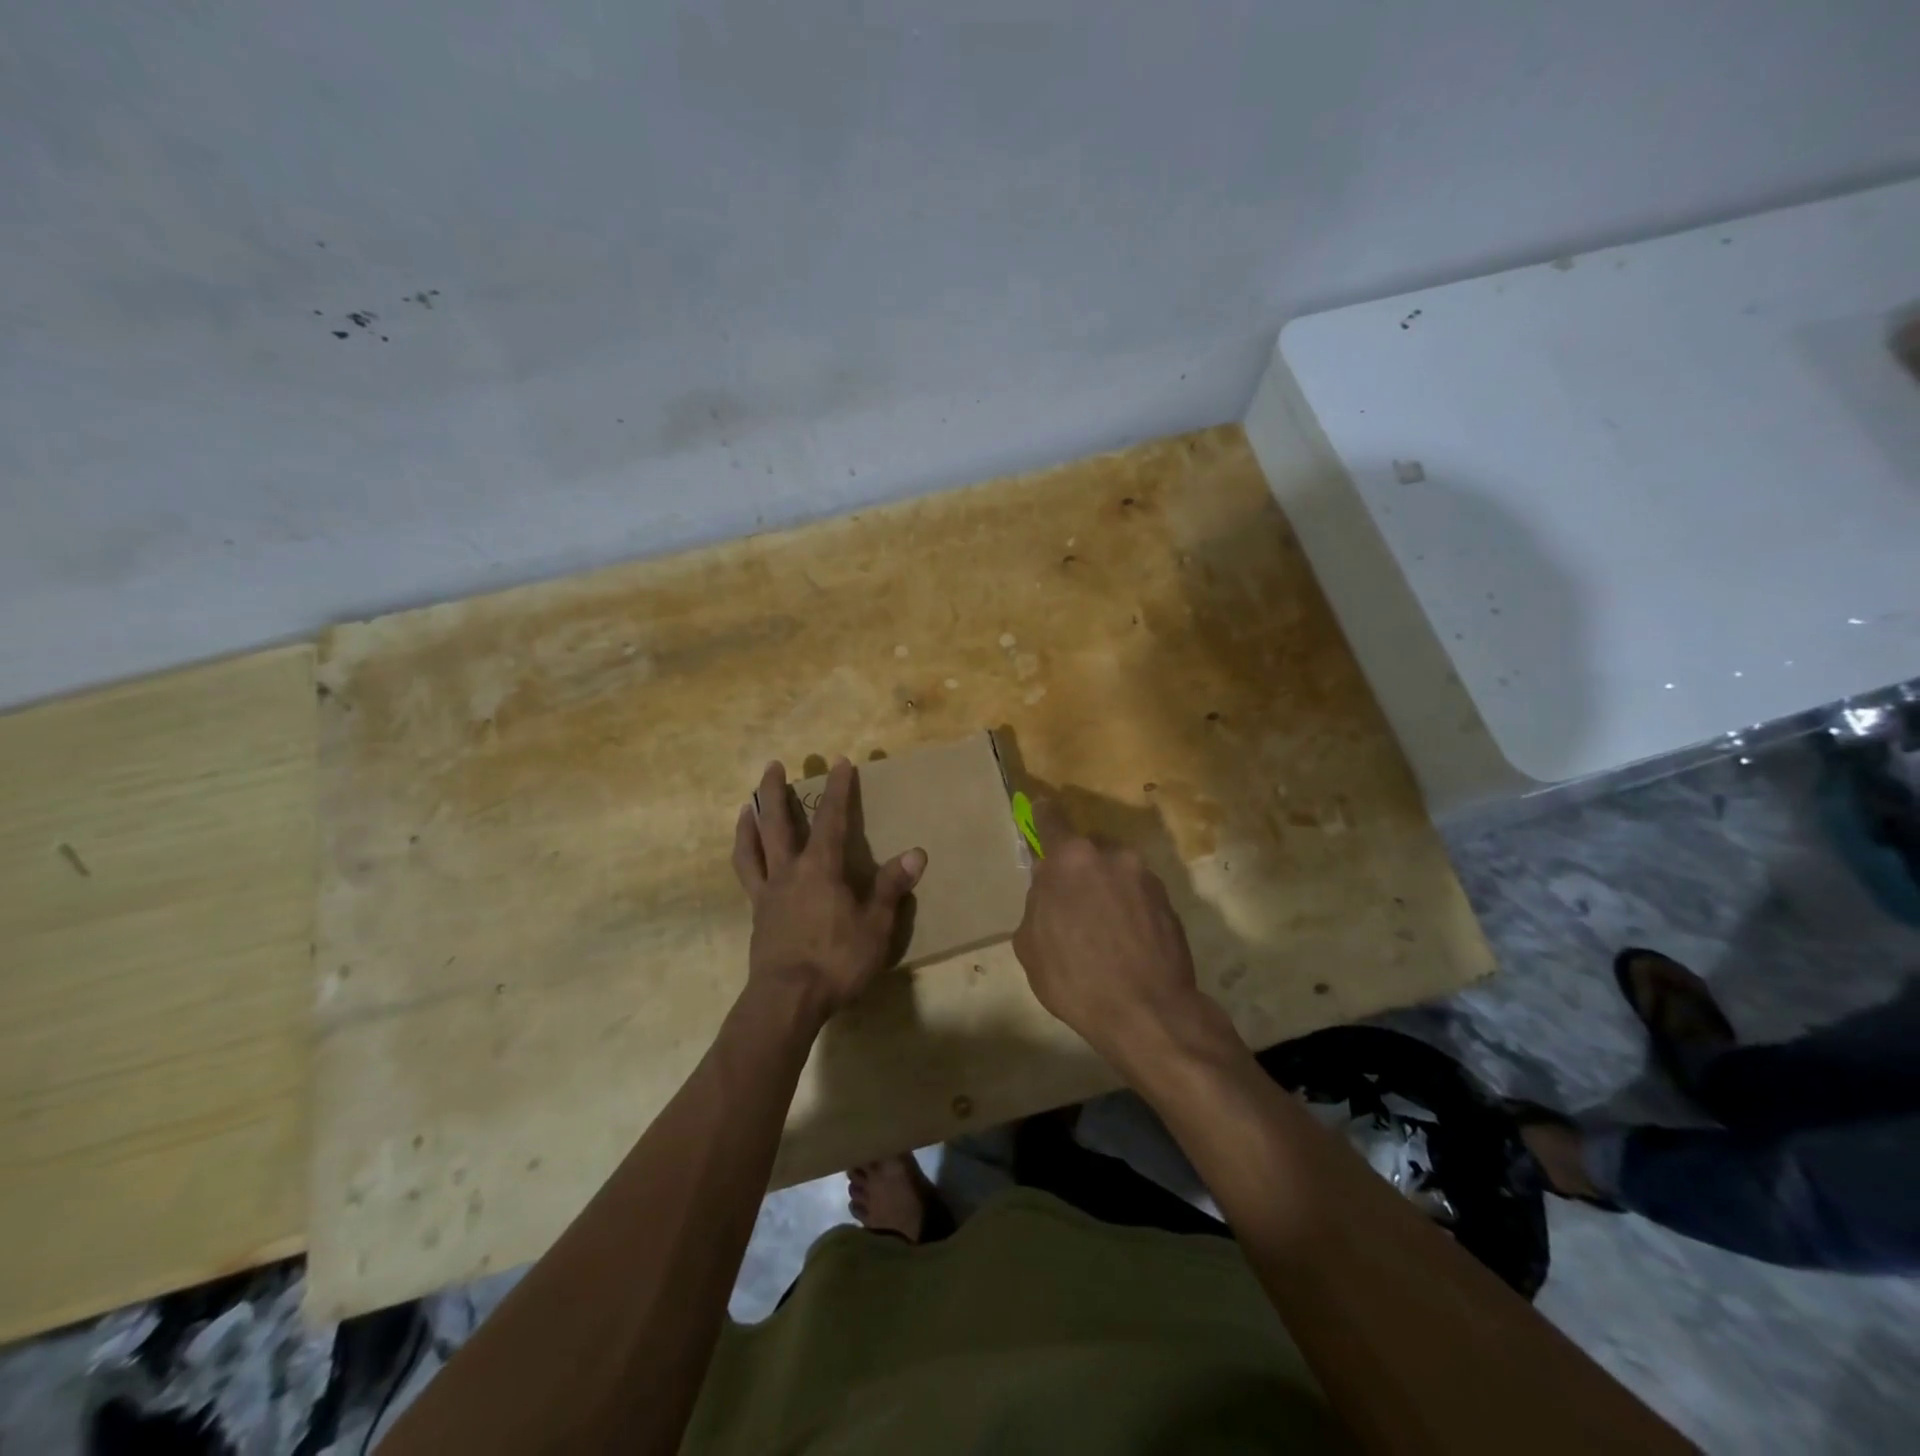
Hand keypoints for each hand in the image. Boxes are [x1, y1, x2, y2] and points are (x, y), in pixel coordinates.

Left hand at [732, 759, 926, 1019]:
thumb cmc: (836, 961)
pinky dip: (745, 856)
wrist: (786, 1000)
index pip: (832, 819)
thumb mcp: (875, 926)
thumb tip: (916, 853)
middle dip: (776, 791)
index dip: (838, 789)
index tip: (840, 762)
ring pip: (753, 847)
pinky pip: (747, 876)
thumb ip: (890, 888)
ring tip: (746, 805)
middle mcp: (789, 871)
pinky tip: (748, 856)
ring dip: (750, 821)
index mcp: (821, 869)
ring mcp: (768, 893)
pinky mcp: (757, 915)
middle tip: (774, 765)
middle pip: (777, 822)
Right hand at [1012, 798, 1221, 1076]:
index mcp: (1070, 858)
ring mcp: (1145, 877)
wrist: (1147, 1013)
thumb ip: (1038, 903)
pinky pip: (1138, 895)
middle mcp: (1111, 855)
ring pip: (1115, 872)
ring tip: (1102, 930)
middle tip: (1071, 904)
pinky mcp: (1170, 901)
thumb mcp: (1030, 944)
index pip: (1051, 818)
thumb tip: (1049, 892)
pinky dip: (1129, 909)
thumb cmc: (1075, 978)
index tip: (1040, 812)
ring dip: (1106, 890)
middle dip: (1077, 870)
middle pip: (1086, 851)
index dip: (1042, 816)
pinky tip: (1125, 942)